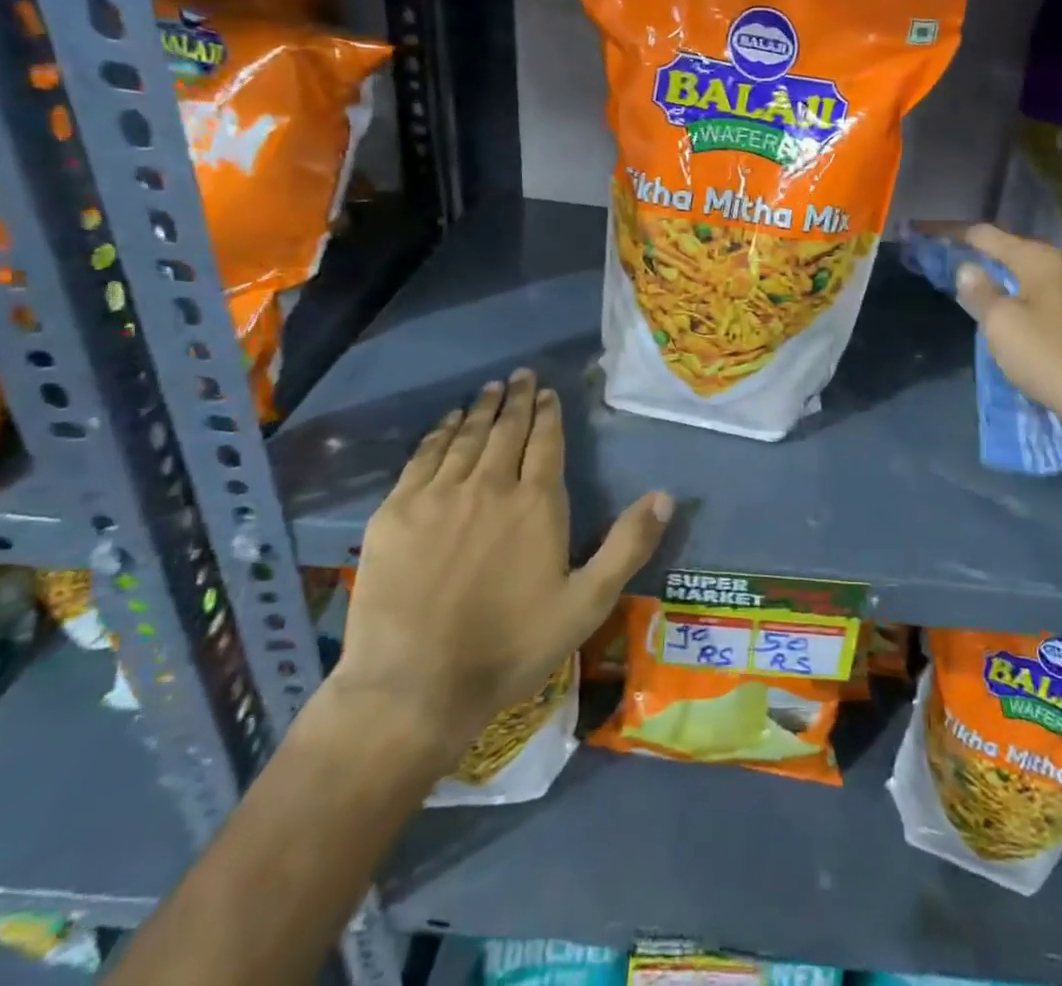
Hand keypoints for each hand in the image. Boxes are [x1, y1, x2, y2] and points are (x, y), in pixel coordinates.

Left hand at [328, 368, 672, 774]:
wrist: (415, 686)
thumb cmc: (511, 646)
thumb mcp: (587, 603)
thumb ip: (628, 544)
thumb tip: (665, 495)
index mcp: (536, 503)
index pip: (545, 442)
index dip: (548, 413)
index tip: (547, 391)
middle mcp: (489, 485)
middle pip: (505, 430)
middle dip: (516, 400)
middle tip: (520, 375)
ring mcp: (438, 496)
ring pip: (464, 437)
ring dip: (479, 409)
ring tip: (489, 389)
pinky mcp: (396, 512)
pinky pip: (422, 458)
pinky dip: (438, 434)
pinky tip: (446, 423)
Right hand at [955, 223, 1061, 462]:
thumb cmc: (1049, 356)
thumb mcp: (1001, 324)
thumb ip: (980, 292)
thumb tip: (967, 268)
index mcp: (1038, 259)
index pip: (984, 234)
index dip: (949, 232)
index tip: (920, 232)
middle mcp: (1058, 267)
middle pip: (1005, 250)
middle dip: (971, 253)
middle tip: (936, 259)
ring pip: (1020, 275)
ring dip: (991, 277)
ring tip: (960, 284)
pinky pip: (1033, 296)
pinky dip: (1010, 297)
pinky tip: (995, 312)